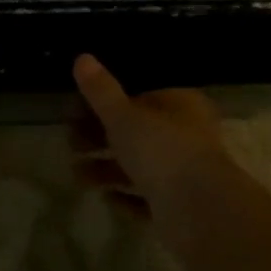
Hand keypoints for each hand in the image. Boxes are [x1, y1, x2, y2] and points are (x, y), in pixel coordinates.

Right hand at [70, 54, 232, 218]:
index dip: (105, 101)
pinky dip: (126, 196)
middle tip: (69, 142)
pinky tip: (105, 197)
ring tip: (76, 174)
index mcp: (179, 105)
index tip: (74, 110)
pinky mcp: (179, 205)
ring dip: (106, 168)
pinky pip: (146, 197)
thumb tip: (82, 57)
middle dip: (99, 136)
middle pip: (135, 131)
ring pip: (138, 165)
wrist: (201, 213)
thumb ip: (101, 91)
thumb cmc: (162, 151)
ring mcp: (184, 172)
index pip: (139, 95)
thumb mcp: (123, 116)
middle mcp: (185, 135)